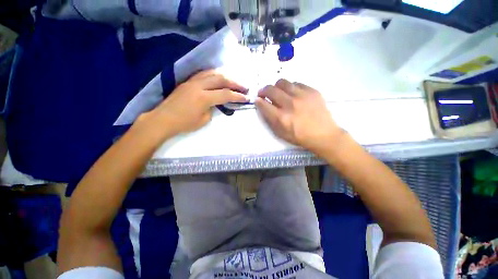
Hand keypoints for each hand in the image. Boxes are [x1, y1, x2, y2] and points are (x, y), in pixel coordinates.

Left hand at [140, 70, 247, 138]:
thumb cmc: (184, 123)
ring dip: (225, 76)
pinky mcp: (187, 82)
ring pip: (212, 73)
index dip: (238, 96)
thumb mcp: (204, 120)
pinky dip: (214, 75)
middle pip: (221, 79)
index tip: (247, 97)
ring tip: (233, 81)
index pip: (225, 94)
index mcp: (204, 98)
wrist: (163, 119)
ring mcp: (192, 81)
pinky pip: (203, 74)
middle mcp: (199, 86)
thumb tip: (215, 102)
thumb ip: (213, 109)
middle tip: (244, 87)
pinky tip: (218, 78)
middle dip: (235, 83)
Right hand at [255, 79, 342, 153]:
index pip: (263, 104)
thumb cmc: (300, 137)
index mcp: (281, 118)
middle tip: (264, 93)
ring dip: (276, 86)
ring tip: (278, 92)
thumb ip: (270, 119)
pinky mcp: (312, 91)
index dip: (258, 101)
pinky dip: (290, 87)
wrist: (323, 135)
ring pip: (282, 82)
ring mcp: (302, 96)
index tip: (257, 100)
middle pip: (271, 90)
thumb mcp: (280, 133)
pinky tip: (292, 93)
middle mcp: (290, 104)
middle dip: (263, 90)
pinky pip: (296, 83)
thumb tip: (263, 105)